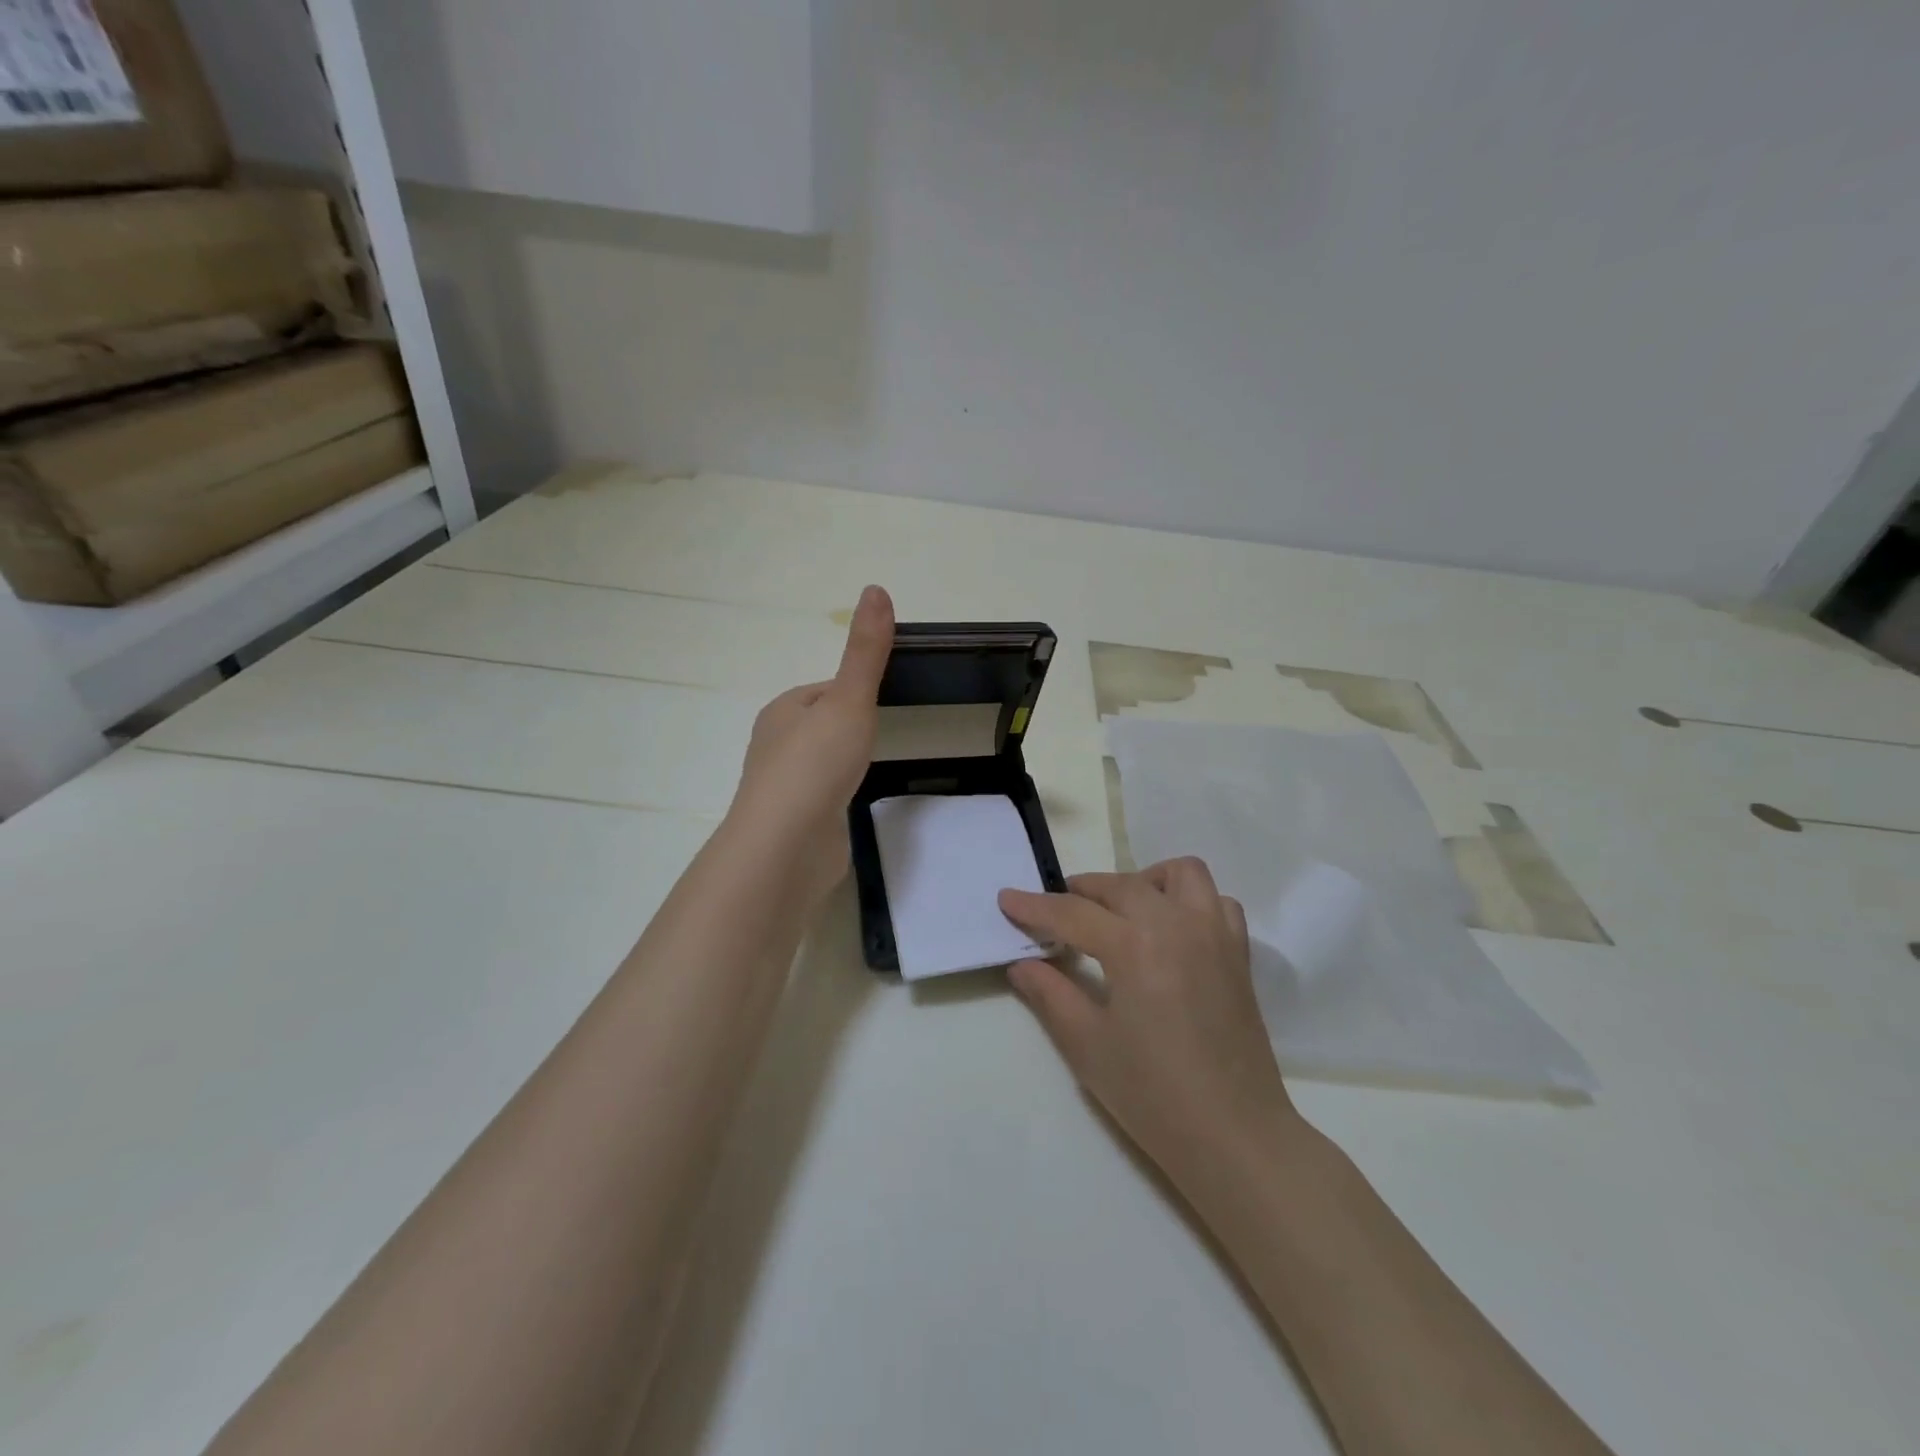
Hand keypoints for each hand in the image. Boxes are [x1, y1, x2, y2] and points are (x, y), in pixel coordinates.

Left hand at [729, 585, 894, 905]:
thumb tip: (875, 589)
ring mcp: (784, 787)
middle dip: (848, 728)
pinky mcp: (794, 822)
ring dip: (841, 763)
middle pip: (820, 726)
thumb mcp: (849, 699)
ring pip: (819, 763)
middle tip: (883, 735)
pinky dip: (837, 796)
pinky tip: (852, 804)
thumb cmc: (816, 764)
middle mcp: (775, 745)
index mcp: (783, 711)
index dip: (853, 692)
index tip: (883, 700)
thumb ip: (865, 652)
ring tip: (869, 768)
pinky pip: (821, 797)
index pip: (823, 690)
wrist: (787, 845)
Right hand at [999, 860, 1299, 1184]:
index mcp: (1134, 944)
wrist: (1234, 1136)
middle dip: (1080, 891)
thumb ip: (1050, 994)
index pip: (1072, 912)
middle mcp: (1177, 924)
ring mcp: (1214, 935)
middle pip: (1120, 885)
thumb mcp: (1086, 1045)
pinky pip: (1215, 902)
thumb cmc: (1152, 1094)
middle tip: (1054, 914)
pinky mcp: (1238, 955)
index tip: (1006, 899)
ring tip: (1121, 913)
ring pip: (1180, 875)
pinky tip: (1170, 932)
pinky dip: (1189, 903)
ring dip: (1143, 882)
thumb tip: (1021, 964)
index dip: (1034, 906)